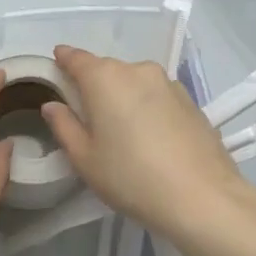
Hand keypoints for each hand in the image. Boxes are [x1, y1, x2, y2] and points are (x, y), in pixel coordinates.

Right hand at [41, 45, 246, 246]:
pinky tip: (152, 138)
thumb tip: (53, 105)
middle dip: (94, 86)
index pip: (75, 58)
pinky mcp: (190, 100)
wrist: (203, 197)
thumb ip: (64, 126)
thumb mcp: (85, 158)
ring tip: (123, 131)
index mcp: (104, 78)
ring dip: (124, 97)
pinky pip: (157, 96)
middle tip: (88, 116)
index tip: (56, 66)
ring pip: (134, 82)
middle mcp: (136, 70)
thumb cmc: (131, 177)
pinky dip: (148, 107)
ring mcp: (168, 83)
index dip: (63, 60)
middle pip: (106, 70)